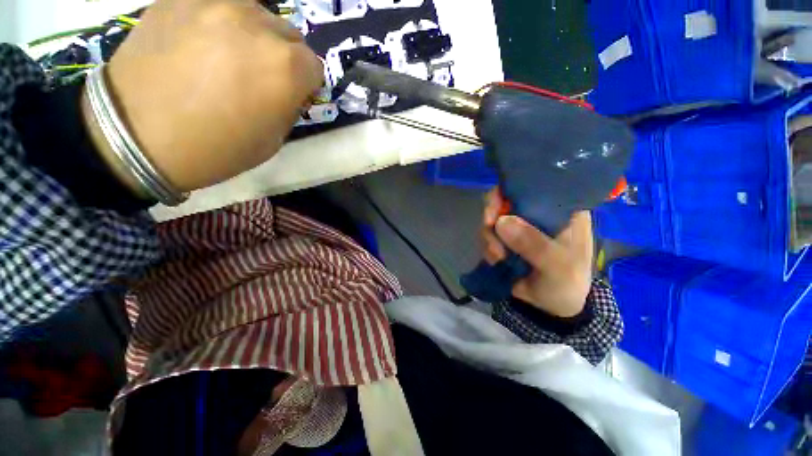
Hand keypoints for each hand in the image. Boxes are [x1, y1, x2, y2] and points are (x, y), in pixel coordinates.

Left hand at [81, 0, 323, 194]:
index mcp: (286, 68)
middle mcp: (258, 25)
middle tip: (261, 76)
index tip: (293, 94)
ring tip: (229, 56)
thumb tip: (290, 88)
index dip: (306, 83)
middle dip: (284, 57)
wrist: (136, 137)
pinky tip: (201, 44)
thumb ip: (289, 105)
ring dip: (253, 35)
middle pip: (289, 35)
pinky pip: (216, 6)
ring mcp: (216, 3)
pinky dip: (218, 23)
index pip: (314, 66)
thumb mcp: (274, 139)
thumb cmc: (217, 148)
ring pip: (256, 13)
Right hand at [481, 190, 593, 317]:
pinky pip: (487, 234)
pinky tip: (495, 260)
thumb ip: (534, 244)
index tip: (498, 203)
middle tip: (489, 227)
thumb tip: (500, 222)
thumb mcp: (558, 265)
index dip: (514, 188)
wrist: (552, 306)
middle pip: (505, 198)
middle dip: (493, 214)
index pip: (536, 185)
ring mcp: (518, 225)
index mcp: (560, 209)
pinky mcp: (504, 238)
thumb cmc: (567, 281)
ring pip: (493, 217)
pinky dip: (487, 246)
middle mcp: (536, 212)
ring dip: (489, 236)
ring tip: (498, 256)